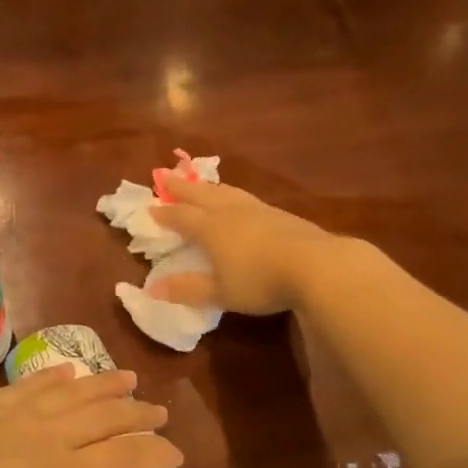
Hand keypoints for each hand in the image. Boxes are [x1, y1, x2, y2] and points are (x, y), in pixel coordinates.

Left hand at [0, 366, 181, 467]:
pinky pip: (29, 386)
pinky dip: (52, 377)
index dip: (152, 452)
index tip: (175, 451)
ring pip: (72, 393)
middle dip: (136, 411)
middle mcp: (48, 438)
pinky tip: (67, 371)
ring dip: (102, 384)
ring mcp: (17, 416)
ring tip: (126, 377)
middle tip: (158, 408)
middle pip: (104, 417)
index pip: (121, 458)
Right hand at [146, 180, 343, 313]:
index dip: (165, 213)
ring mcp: (257, 210)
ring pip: (225, 192)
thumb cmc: (260, 281)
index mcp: (210, 228)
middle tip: (165, 175)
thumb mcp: (220, 292)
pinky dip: (232, 195)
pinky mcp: (280, 214)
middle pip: (200, 195)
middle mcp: (230, 212)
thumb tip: (152, 288)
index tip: (151, 207)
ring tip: (200, 183)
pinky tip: (239, 201)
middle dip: (181, 187)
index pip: (182, 217)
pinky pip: (246, 198)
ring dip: (208, 187)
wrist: (316, 265)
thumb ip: (188, 289)